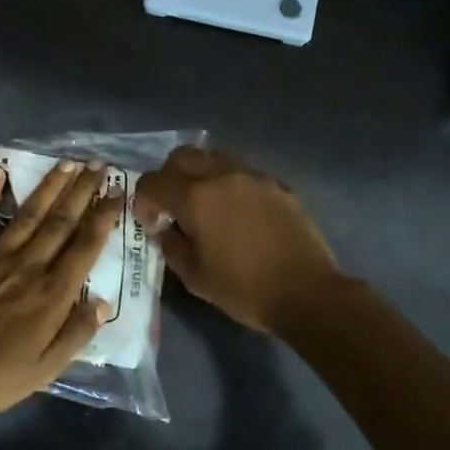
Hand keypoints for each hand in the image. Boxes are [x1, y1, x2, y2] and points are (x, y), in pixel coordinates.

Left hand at [0, 159, 121, 415]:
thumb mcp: (44, 371)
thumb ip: (76, 334)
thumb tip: (104, 303)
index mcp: (52, 294)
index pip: (86, 246)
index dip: (104, 217)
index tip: (118, 192)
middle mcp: (28, 265)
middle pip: (62, 221)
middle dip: (83, 191)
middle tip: (99, 165)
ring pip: (30, 212)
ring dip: (50, 185)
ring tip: (68, 162)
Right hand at [135, 146, 341, 333]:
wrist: (306, 293)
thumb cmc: (244, 289)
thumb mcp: (194, 276)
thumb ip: (171, 245)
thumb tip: (165, 228)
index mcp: (196, 198)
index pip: (153, 181)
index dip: (143, 200)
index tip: (152, 222)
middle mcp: (222, 176)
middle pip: (182, 156)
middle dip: (169, 176)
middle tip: (173, 205)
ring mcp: (254, 176)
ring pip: (214, 157)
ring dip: (201, 174)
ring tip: (206, 205)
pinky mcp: (277, 185)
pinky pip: (243, 172)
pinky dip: (230, 184)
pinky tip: (238, 213)